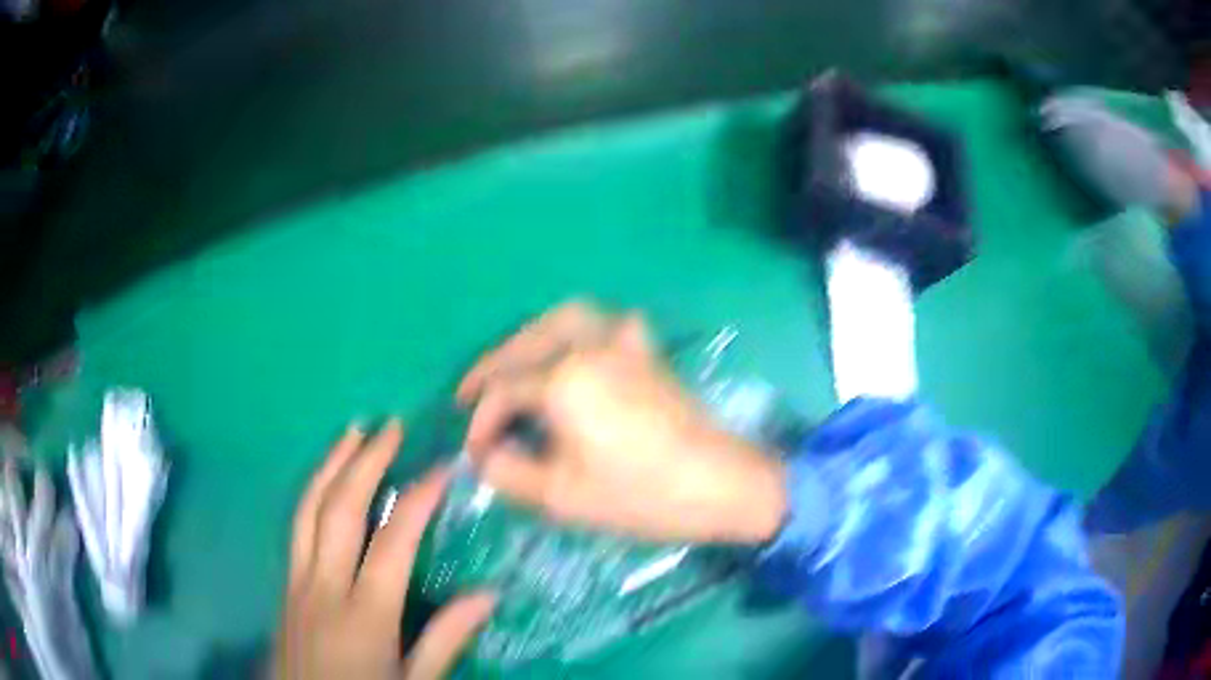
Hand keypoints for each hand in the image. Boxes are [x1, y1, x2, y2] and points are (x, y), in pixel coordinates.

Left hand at [273, 421, 495, 679]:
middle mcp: (325, 587)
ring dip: (331, 466)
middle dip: (365, 463)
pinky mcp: (285, 586)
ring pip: (309, 510)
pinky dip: (312, 494)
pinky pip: (296, 527)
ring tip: (351, 433)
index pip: (393, 542)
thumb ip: (445, 640)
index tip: (443, 468)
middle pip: (341, 511)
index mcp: (365, 614)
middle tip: (390, 427)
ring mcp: (298, 582)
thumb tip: (488, 595)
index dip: (418, 499)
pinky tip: (324, 483)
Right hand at [456, 301, 785, 543]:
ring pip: (563, 319)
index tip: (473, 453)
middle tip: (468, 394)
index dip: (481, 423)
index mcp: (564, 380)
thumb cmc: (641, 495)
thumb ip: (509, 473)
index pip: (503, 392)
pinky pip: (606, 323)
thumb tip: (486, 455)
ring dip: (529, 338)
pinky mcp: (647, 351)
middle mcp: (588, 347)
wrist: (721, 483)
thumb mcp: (562, 497)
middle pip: (524, 345)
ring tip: (511, 364)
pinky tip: (576, 349)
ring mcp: (623, 343)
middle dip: (491, 369)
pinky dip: (580, 329)